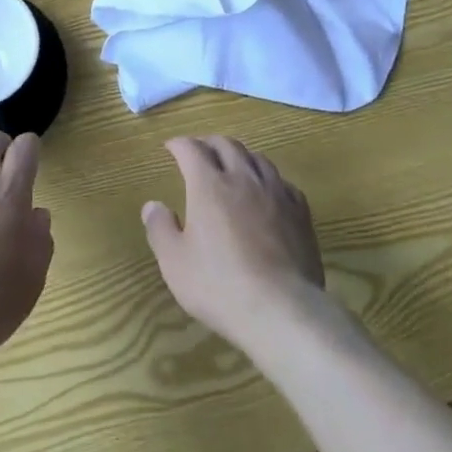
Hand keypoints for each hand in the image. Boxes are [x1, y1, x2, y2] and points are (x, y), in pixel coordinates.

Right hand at [142, 136, 328, 355]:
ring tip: (233, 164)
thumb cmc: (219, 285)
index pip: (191, 149)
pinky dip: (269, 179)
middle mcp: (243, 178)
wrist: (280, 309)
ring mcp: (275, 193)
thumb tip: (153, 205)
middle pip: (226, 145)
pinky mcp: (299, 212)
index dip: (179, 144)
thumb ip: (160, 229)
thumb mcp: (175, 262)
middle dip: (209, 143)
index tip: (171, 147)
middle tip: (199, 150)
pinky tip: (268, 191)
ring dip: (240, 155)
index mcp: (209, 185)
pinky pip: (283, 182)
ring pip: (257, 158)